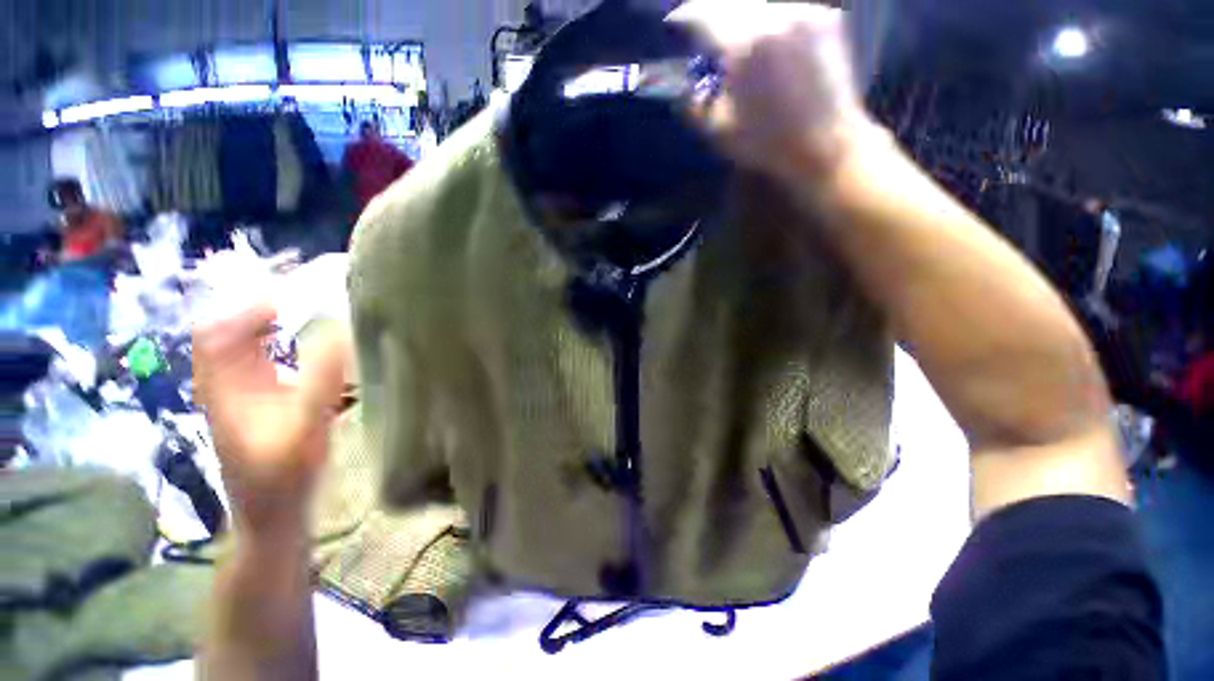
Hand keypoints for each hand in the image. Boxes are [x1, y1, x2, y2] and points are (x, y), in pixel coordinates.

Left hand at [193, 304, 346, 537]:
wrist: (273, 512)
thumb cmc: (283, 476)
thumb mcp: (303, 427)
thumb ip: (318, 379)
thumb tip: (339, 330)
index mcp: (223, 386)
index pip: (218, 329)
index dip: (249, 306)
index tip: (296, 294)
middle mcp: (226, 381)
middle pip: (231, 328)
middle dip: (266, 305)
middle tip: (313, 292)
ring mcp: (242, 389)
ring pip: (247, 339)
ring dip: (275, 320)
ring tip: (317, 306)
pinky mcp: (261, 397)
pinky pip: (265, 354)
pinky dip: (284, 338)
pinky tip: (316, 338)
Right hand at [671, 0, 874, 179]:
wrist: (826, 143)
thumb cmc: (767, 143)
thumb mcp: (719, 132)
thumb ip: (694, 104)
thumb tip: (684, 86)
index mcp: (743, 46)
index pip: (704, 15)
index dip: (686, 17)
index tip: (676, 23)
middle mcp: (773, 19)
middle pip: (732, 4)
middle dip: (713, 16)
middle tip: (704, 31)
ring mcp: (803, 14)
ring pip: (760, 6)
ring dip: (742, 19)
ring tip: (736, 42)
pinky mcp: (825, 19)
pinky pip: (785, 12)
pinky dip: (769, 24)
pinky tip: (767, 45)